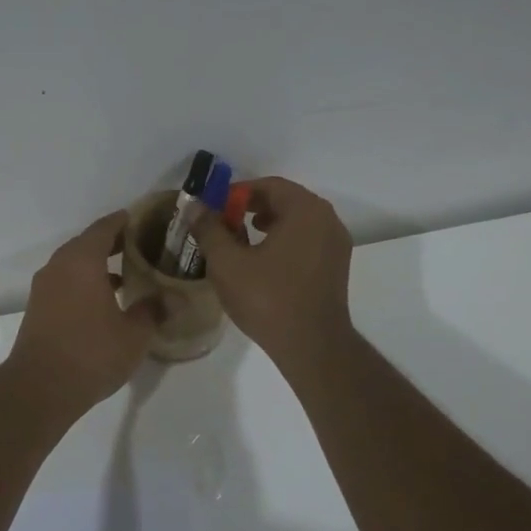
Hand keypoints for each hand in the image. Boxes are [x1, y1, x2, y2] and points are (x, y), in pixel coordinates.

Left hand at [6, 211, 157, 414]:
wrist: (40, 388)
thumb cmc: (92, 353)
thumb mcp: (134, 334)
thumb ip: (153, 310)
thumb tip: (170, 298)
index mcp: (82, 261)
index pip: (104, 228)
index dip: (124, 222)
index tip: (143, 221)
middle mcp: (59, 266)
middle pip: (87, 244)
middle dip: (113, 244)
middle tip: (141, 248)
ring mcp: (44, 287)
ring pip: (74, 265)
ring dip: (97, 266)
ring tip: (127, 277)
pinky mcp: (38, 308)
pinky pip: (65, 283)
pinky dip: (84, 283)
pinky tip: (104, 303)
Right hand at [191, 177, 354, 370]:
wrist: (311, 345)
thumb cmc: (267, 298)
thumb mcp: (227, 262)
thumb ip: (209, 229)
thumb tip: (194, 207)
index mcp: (306, 210)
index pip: (268, 186)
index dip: (237, 193)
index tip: (214, 209)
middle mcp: (327, 220)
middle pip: (285, 201)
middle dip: (252, 208)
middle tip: (224, 224)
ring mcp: (336, 244)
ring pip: (297, 222)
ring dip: (268, 225)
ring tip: (240, 243)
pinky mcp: (336, 267)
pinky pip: (307, 241)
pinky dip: (284, 242)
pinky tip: (263, 263)